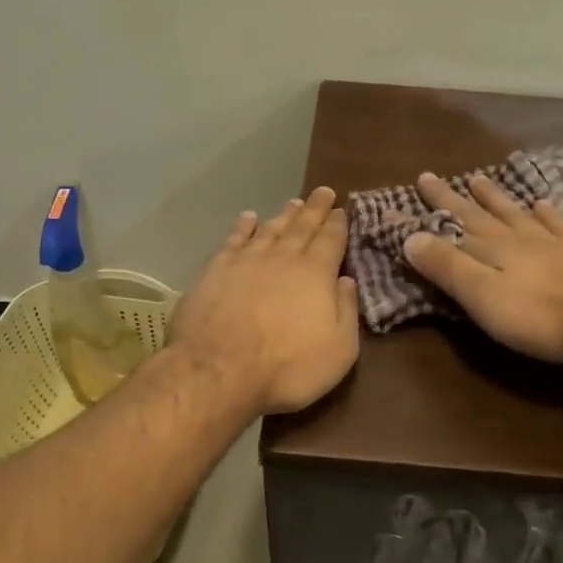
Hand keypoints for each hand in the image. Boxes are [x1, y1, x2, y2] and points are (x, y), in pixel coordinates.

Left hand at [171, 187, 360, 414]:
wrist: (219, 371)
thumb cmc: (288, 367)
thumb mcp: (339, 349)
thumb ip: (346, 311)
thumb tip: (347, 280)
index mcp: (316, 274)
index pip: (331, 240)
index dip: (338, 224)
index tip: (342, 209)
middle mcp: (283, 258)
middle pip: (302, 227)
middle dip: (315, 210)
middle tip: (323, 192)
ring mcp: (246, 262)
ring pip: (270, 229)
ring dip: (283, 215)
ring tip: (294, 203)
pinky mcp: (215, 271)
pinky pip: (233, 240)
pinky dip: (243, 227)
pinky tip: (248, 217)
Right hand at [402, 172, 562, 363]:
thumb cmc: (539, 314)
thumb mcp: (482, 295)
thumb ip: (447, 266)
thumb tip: (409, 237)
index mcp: (489, 249)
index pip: (447, 228)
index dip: (422, 216)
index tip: (398, 199)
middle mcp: (516, 238)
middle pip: (478, 214)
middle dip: (452, 197)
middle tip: (431, 176)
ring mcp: (549, 244)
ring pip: (514, 214)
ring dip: (494, 198)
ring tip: (479, 179)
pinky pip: (556, 226)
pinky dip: (545, 213)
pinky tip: (541, 203)